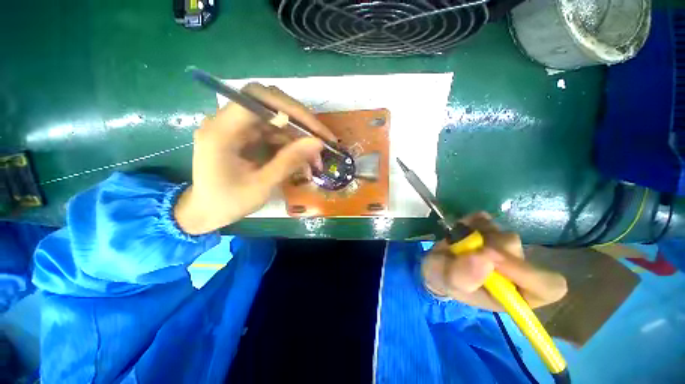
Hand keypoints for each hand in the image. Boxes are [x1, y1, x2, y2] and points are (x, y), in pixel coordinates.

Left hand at [174, 83, 335, 234]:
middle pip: (269, 104)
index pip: (257, 98)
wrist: (206, 211)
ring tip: (317, 155)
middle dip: (300, 121)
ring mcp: (238, 128)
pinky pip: (274, 132)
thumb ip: (289, 161)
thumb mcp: (262, 185)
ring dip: (299, 135)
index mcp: (221, 131)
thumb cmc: (228, 202)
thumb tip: (318, 142)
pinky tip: (303, 156)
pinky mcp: (246, 136)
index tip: (315, 130)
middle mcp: (227, 121)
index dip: (290, 108)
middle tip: (322, 140)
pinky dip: (292, 142)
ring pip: (275, 118)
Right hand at [421, 212, 566, 310]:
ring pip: (504, 235)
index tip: (493, 258)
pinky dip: (472, 221)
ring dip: (478, 235)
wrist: (434, 263)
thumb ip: (464, 277)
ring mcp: (503, 248)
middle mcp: (515, 270)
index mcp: (513, 294)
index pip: (548, 287)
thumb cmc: (443, 279)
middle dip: (489, 249)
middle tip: (465, 248)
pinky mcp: (489, 230)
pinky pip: (487, 219)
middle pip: (520, 253)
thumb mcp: (448, 283)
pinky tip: (462, 229)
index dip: (527, 272)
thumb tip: (485, 258)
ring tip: (458, 241)